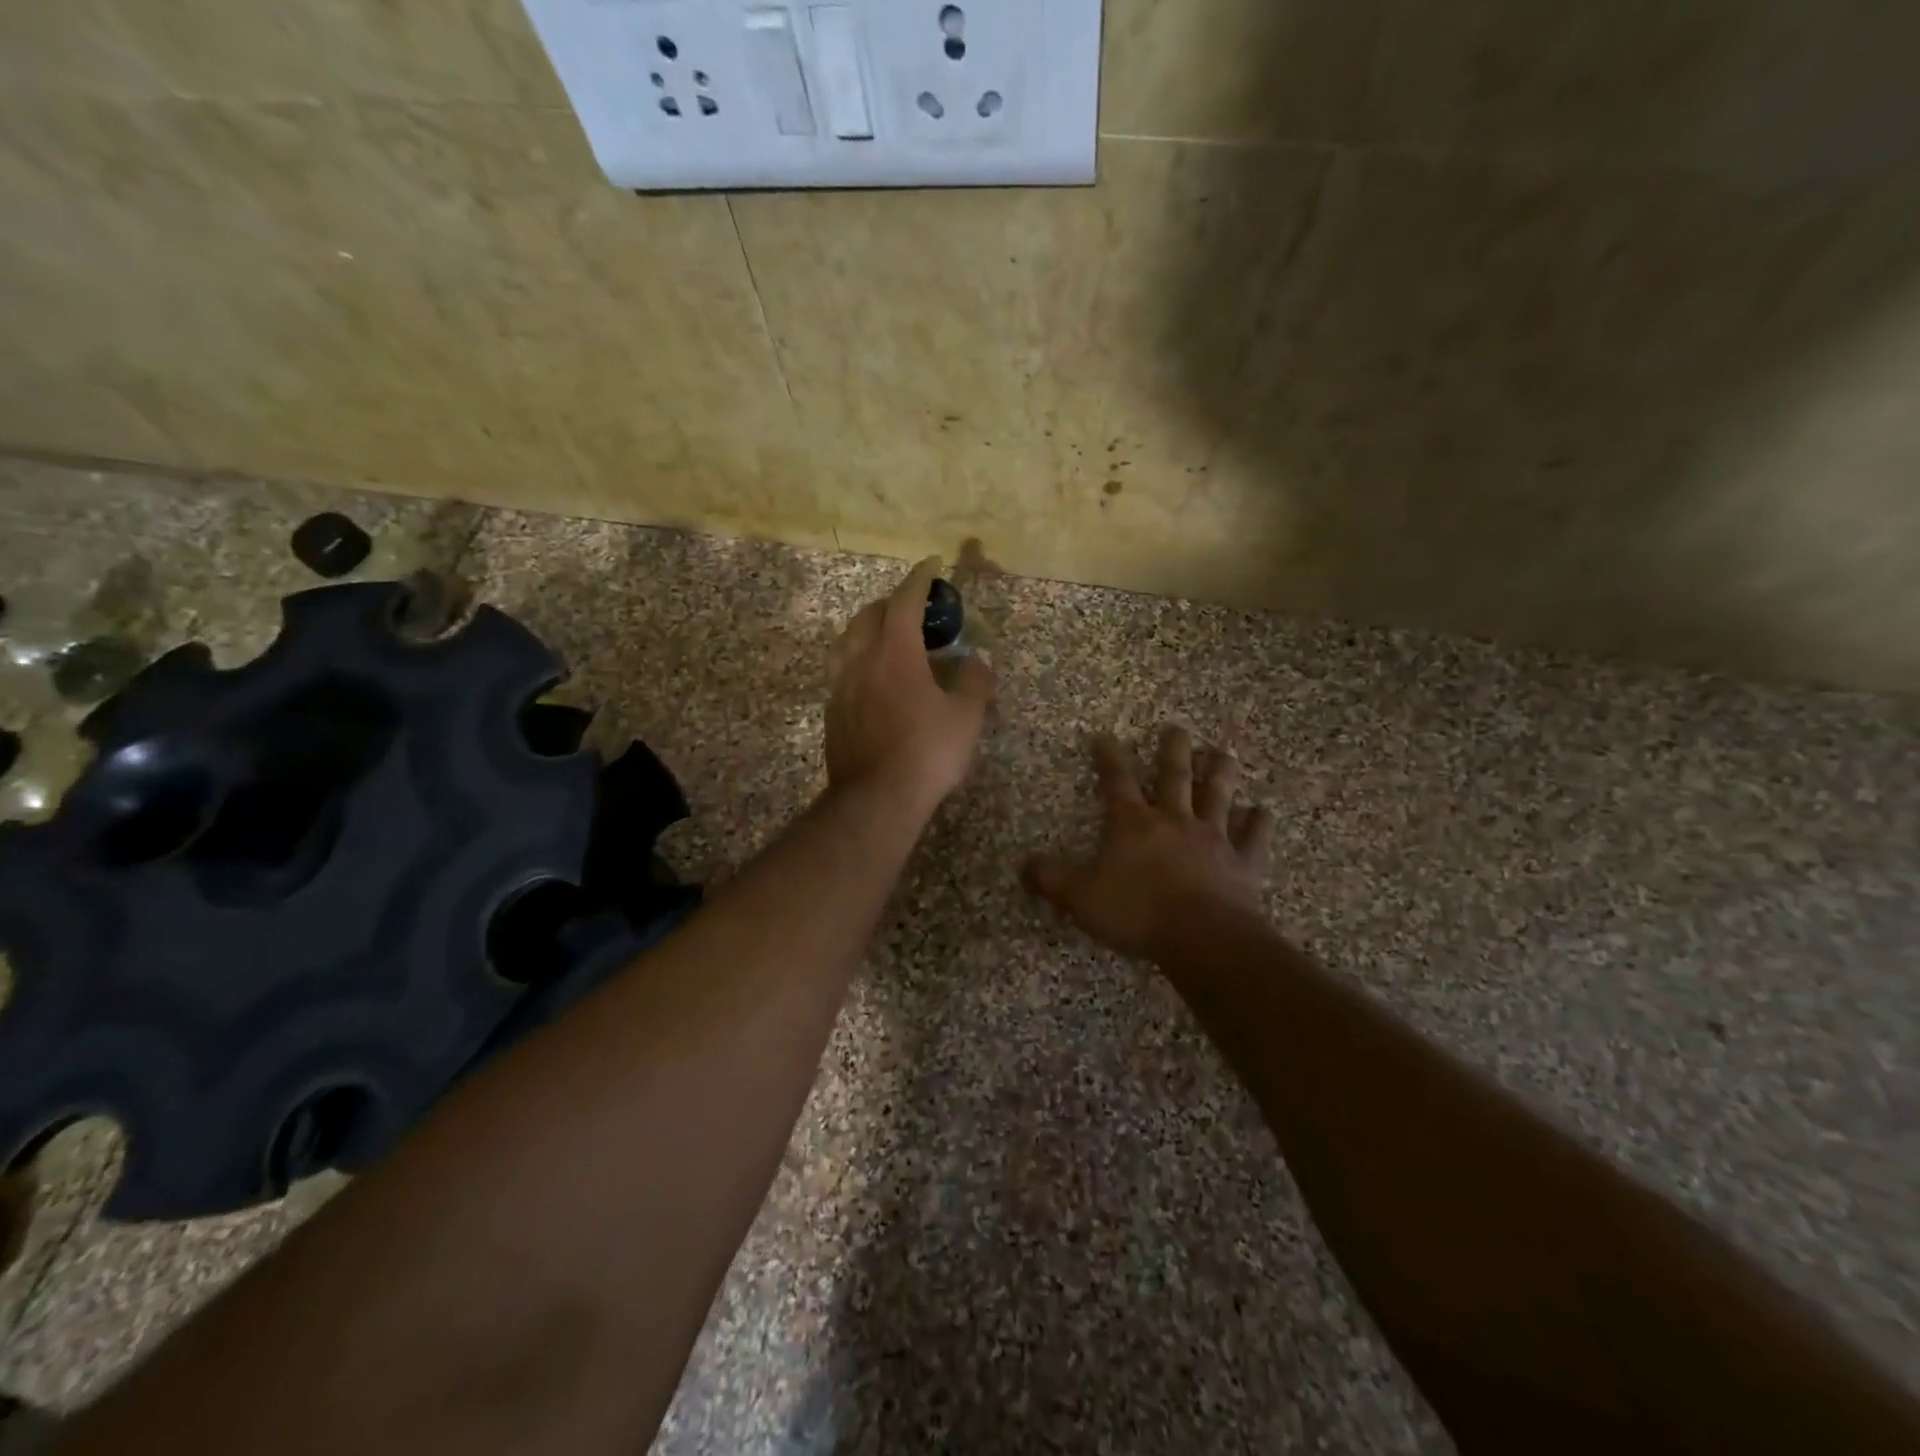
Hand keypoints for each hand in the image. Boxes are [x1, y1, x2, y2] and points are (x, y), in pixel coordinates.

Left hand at [826, 558, 994, 807]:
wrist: (876, 799)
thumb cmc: (927, 753)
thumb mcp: (966, 717)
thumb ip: (975, 681)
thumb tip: (980, 658)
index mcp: (895, 653)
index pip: (904, 602)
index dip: (919, 580)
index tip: (931, 566)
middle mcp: (861, 660)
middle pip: (869, 616)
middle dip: (891, 603)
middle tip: (913, 607)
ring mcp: (841, 686)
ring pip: (846, 640)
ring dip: (866, 627)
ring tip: (884, 635)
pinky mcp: (832, 711)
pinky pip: (840, 669)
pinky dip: (856, 657)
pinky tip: (869, 675)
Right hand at [1025, 725, 1274, 960]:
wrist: (1202, 938)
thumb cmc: (1137, 912)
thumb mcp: (1080, 897)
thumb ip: (1050, 879)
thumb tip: (1023, 864)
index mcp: (1134, 823)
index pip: (1117, 781)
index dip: (1108, 757)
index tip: (1104, 736)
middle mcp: (1174, 821)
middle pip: (1174, 776)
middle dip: (1173, 751)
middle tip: (1177, 728)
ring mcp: (1213, 839)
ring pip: (1217, 797)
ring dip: (1220, 773)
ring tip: (1223, 751)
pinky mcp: (1242, 863)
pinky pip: (1253, 838)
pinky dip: (1259, 824)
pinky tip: (1264, 811)